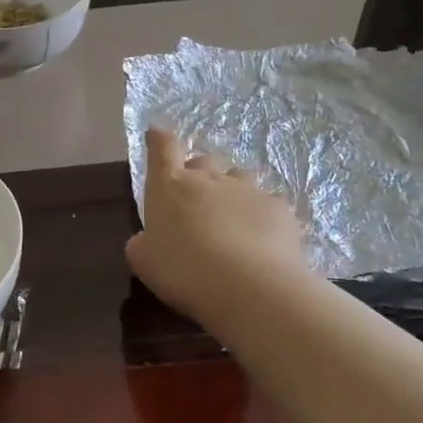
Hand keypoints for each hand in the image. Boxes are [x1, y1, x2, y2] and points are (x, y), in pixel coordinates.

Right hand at [126, 127, 309, 327]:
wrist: (250, 288)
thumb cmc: (184, 271)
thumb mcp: (144, 262)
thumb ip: (143, 243)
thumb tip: (147, 239)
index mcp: (170, 186)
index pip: (163, 147)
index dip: (159, 139)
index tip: (157, 134)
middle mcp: (208, 179)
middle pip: (204, 160)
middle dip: (200, 173)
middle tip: (198, 200)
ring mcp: (247, 190)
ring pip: (239, 177)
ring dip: (233, 191)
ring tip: (233, 219)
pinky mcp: (279, 208)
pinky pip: (268, 204)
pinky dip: (262, 216)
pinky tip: (263, 241)